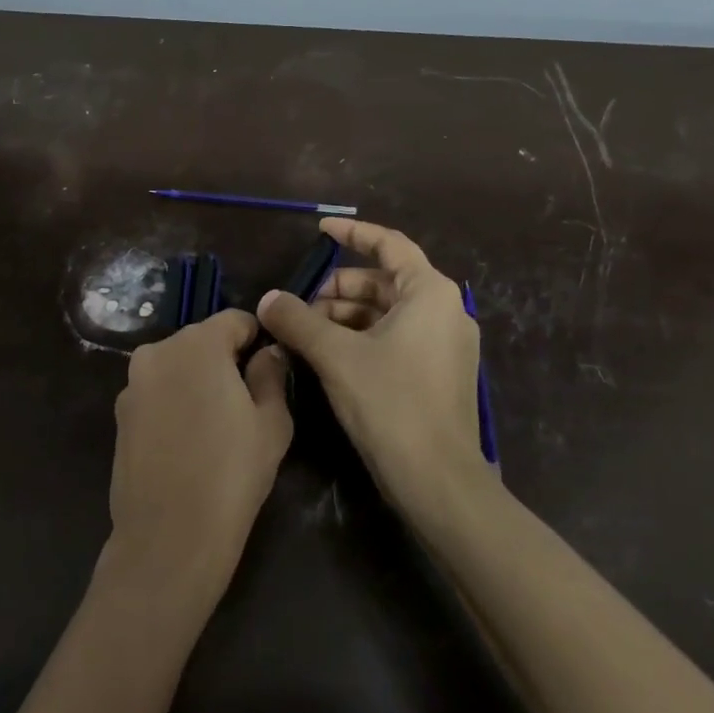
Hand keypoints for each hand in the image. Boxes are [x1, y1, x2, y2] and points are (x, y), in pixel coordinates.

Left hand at [106, 309, 292, 607]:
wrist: (169, 537)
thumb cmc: (232, 475)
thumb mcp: (271, 422)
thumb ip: (270, 375)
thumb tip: (268, 352)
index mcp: (197, 345)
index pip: (235, 320)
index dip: (257, 338)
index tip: (270, 367)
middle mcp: (158, 352)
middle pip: (201, 340)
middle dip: (225, 359)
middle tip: (247, 398)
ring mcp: (132, 383)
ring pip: (176, 365)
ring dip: (197, 380)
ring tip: (216, 422)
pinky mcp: (119, 414)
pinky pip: (156, 391)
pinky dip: (174, 401)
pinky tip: (187, 439)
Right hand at [258, 218, 489, 519]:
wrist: (439, 481)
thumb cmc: (391, 404)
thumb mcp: (336, 356)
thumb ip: (298, 321)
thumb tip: (267, 299)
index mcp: (429, 293)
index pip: (389, 244)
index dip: (352, 233)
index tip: (320, 231)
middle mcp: (445, 310)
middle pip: (384, 281)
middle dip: (339, 289)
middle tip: (300, 305)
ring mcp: (446, 344)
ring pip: (388, 312)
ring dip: (346, 317)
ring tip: (306, 334)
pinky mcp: (441, 373)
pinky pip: (397, 338)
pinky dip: (363, 337)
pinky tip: (330, 356)